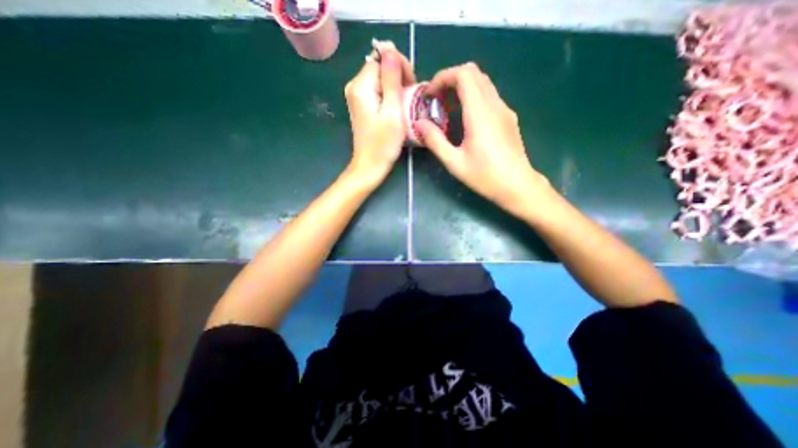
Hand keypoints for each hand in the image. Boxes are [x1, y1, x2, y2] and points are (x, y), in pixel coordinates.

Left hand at [345, 39, 414, 184]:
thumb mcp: (392, 111)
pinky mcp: (361, 105)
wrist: (370, 166)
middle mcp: (354, 86)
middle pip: (380, 66)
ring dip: (395, 85)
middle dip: (398, 75)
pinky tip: (396, 107)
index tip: (410, 85)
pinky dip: (389, 94)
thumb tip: (390, 49)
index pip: (382, 57)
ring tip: (405, 103)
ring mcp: (356, 96)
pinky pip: (377, 90)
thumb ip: (391, 79)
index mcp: (361, 86)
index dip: (399, 66)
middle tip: (409, 96)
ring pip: (380, 78)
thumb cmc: (383, 144)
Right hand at [412, 62, 548, 215]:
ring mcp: (504, 109)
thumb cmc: (485, 176)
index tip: (430, 95)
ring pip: (482, 83)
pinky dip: (472, 97)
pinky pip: (489, 96)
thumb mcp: (454, 163)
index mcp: (480, 113)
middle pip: (473, 73)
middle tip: (436, 101)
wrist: (518, 185)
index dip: (442, 77)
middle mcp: (494, 105)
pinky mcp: (508, 117)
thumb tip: (419, 124)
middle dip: (450, 80)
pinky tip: (465, 119)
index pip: (463, 74)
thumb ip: (435, 141)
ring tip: (447, 109)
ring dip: (461, 88)